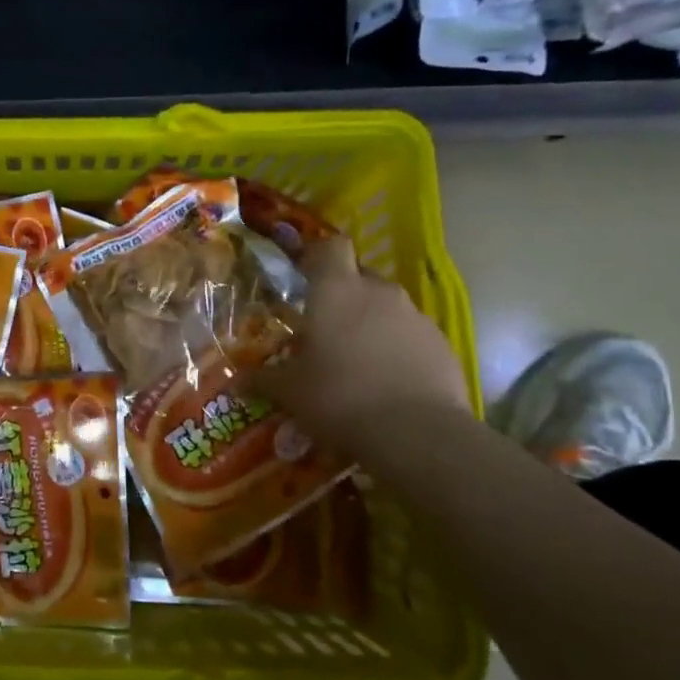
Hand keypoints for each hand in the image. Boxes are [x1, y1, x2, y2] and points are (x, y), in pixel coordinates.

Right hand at [256, 235, 469, 445]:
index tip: (305, 275)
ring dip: (371, 325)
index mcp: (337, 291)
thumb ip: (263, 379)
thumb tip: (238, 380)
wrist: (416, 433)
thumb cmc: (339, 397)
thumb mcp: (290, 392)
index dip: (318, 256)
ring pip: (387, 308)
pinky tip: (387, 383)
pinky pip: (412, 336)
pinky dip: (398, 350)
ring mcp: (416, 317)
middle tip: (325, 330)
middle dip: (343, 296)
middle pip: (360, 276)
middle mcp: (379, 292)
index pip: (331, 247)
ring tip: (356, 363)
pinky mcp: (442, 345)